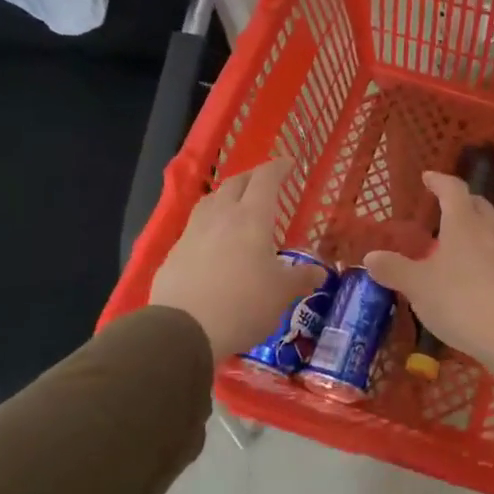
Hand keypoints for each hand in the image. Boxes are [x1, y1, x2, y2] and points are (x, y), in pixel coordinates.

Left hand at [150, 159, 323, 362]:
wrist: (184, 330)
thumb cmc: (243, 304)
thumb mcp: (282, 294)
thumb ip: (301, 278)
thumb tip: (319, 272)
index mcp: (252, 218)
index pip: (265, 179)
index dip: (278, 168)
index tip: (289, 163)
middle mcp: (221, 216)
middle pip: (235, 183)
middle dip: (252, 177)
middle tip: (265, 181)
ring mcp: (193, 233)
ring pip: (210, 201)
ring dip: (226, 196)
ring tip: (236, 205)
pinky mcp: (174, 253)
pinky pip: (195, 227)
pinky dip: (209, 224)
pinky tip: (214, 241)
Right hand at [363, 171, 493, 383]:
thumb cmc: (459, 301)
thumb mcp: (418, 287)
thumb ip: (394, 269)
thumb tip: (370, 256)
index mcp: (463, 224)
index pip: (453, 190)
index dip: (439, 181)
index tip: (428, 177)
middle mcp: (488, 231)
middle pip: (478, 205)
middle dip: (461, 201)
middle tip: (444, 206)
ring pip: (493, 229)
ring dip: (477, 227)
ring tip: (460, 239)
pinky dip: (486, 253)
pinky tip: (477, 271)